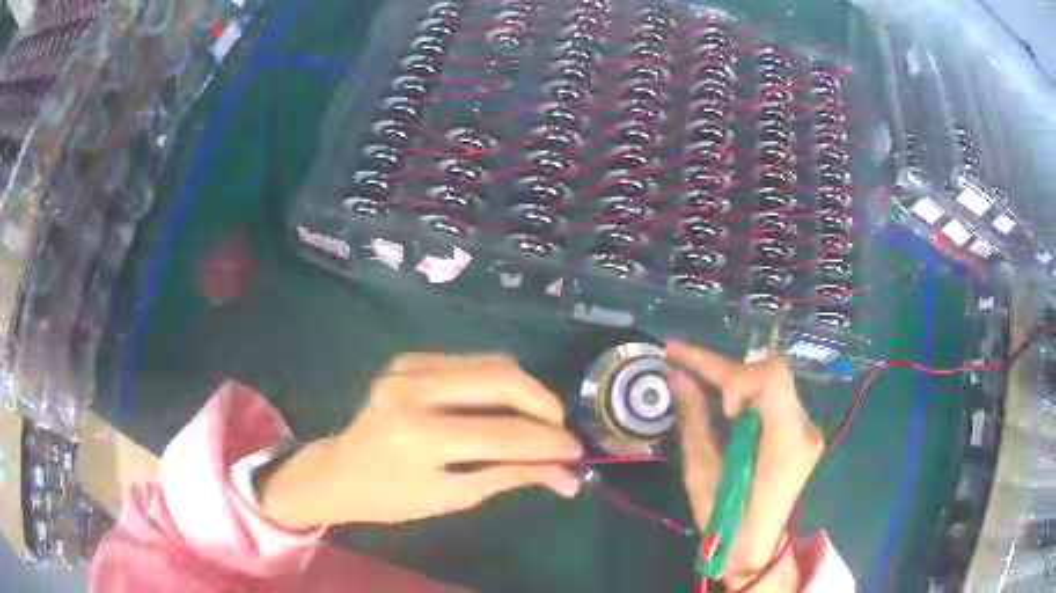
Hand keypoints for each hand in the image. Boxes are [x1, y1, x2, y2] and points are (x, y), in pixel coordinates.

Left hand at [259, 353, 583, 529]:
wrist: (340, 471)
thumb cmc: (392, 498)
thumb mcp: (453, 496)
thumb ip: (510, 476)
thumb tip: (566, 476)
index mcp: (419, 437)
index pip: (504, 434)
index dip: (548, 443)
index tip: (577, 452)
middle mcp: (413, 391)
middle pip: (502, 380)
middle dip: (544, 405)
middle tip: (560, 431)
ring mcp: (407, 369)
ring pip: (490, 364)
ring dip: (524, 391)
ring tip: (537, 420)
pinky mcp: (407, 360)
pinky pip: (469, 362)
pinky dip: (495, 382)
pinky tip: (499, 407)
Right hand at [667, 342, 823, 591]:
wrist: (756, 548)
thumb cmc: (725, 521)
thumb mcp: (702, 474)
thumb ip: (693, 420)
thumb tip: (676, 375)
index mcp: (785, 444)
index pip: (772, 378)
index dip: (736, 375)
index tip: (711, 398)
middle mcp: (805, 429)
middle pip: (772, 373)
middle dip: (726, 370)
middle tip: (683, 368)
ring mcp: (807, 430)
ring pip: (772, 382)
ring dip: (735, 381)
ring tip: (699, 384)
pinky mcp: (801, 433)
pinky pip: (774, 398)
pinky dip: (747, 395)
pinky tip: (725, 407)